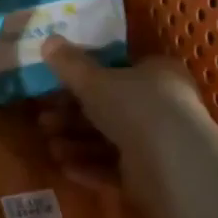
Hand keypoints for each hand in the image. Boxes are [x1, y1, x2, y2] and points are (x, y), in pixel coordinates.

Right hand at [41, 37, 217, 217]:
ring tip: (52, 148)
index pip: (118, 71)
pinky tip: (65, 168)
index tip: (57, 87)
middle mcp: (162, 106)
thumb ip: (70, 63)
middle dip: (72, 115)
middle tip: (44, 120)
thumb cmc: (135, 106)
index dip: (86, 78)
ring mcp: (159, 143)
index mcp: (156, 74)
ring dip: (77, 142)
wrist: (173, 164)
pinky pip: (116, 168)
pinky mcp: (153, 176)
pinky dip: (91, 167)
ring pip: (110, 140)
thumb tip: (48, 40)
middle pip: (109, 107)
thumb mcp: (94, 80)